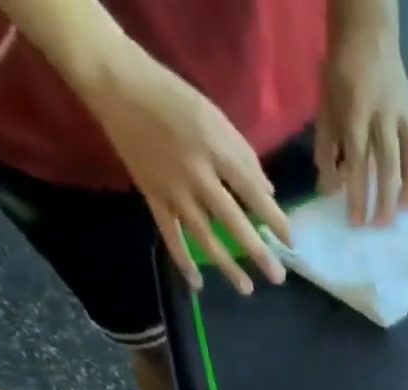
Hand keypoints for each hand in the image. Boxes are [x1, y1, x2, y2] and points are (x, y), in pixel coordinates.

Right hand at [82, 50, 291, 294]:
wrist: (117, 83)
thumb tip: (268, 194)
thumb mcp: (214, 116)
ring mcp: (172, 189)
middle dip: (256, 251)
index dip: (274, 219)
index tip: (290, 242)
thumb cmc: (173, 98)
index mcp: (215, 149)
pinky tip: (196, 283)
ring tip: (246, 288)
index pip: (252, 191)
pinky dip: (182, 260)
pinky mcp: (152, 195)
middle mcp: (196, 173)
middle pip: (232, 220)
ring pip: (203, 235)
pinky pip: (169, 234)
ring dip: (226, 264)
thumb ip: (243, 155)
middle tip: (277, 278)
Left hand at [315, 30, 407, 225]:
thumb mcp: (326, 112)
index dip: (358, 196)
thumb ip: (327, 152)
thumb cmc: (342, 80)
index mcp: (356, 114)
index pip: (358, 163)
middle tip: (382, 225)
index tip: (357, 223)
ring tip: (405, 210)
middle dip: (386, 200)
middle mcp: (384, 116)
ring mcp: (406, 115)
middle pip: (389, 164)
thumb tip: (331, 191)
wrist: (367, 38)